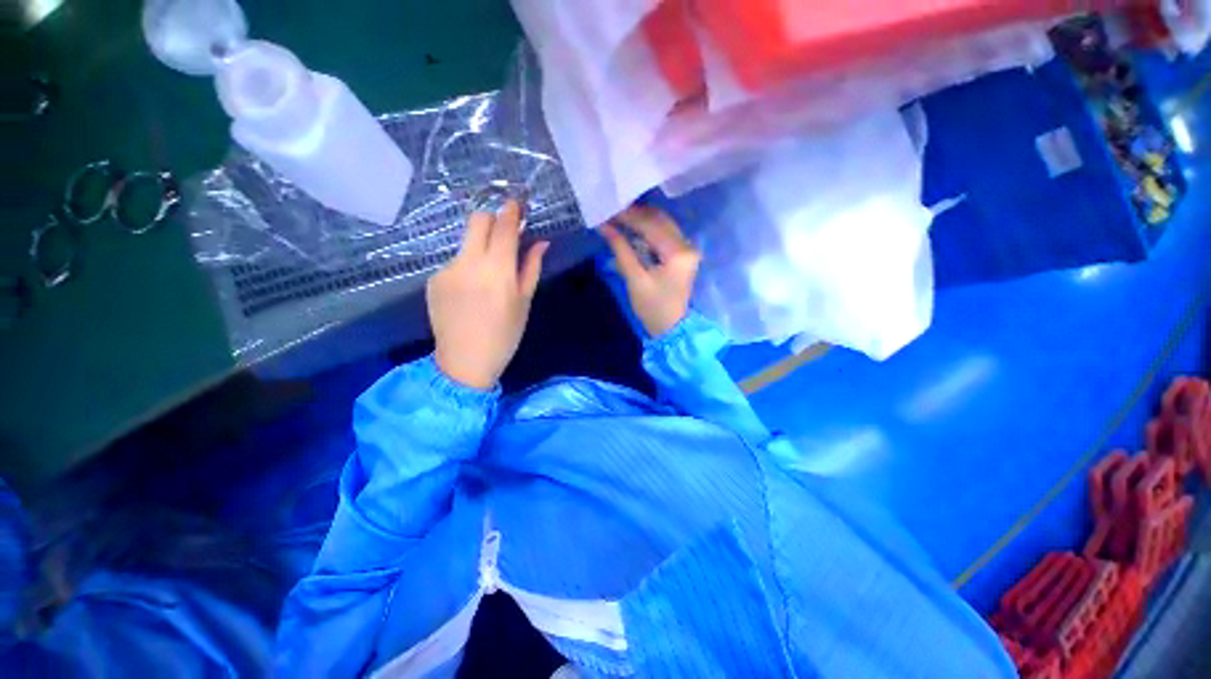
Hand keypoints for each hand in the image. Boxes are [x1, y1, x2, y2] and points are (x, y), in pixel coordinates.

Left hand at [427, 201, 548, 389]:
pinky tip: (471, 290)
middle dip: (493, 219)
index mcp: (497, 270)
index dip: (512, 211)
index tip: (518, 204)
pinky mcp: (433, 279)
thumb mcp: (524, 302)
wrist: (465, 361)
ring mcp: (447, 269)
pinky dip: (467, 266)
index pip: (504, 227)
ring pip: (466, 242)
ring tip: (488, 275)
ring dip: (480, 247)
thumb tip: (541, 242)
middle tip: (504, 233)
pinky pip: (455, 261)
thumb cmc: (505, 335)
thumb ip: (531, 267)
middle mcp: (469, 263)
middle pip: (477, 221)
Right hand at [601, 206, 700, 337]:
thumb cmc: (653, 308)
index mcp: (678, 252)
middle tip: (613, 211)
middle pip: (660, 220)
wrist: (672, 328)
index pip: (651, 225)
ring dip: (642, 219)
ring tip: (620, 217)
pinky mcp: (683, 254)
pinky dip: (649, 229)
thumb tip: (605, 227)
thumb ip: (621, 249)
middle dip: (636, 214)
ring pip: (663, 224)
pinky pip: (665, 233)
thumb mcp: (635, 279)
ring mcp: (687, 249)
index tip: (609, 210)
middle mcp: (687, 245)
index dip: (629, 216)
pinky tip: (633, 228)